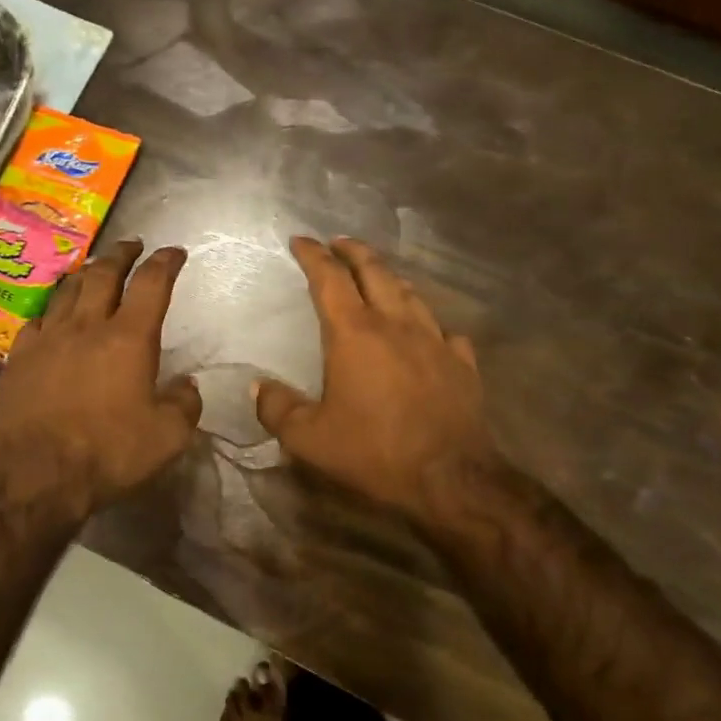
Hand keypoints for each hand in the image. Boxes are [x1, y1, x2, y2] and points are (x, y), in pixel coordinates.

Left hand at [0, 239, 201, 520]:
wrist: (33, 474)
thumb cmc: (107, 453)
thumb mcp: (167, 438)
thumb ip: (184, 405)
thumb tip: (187, 386)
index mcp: (129, 338)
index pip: (151, 284)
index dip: (165, 262)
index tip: (174, 252)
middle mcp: (87, 326)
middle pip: (104, 273)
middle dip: (122, 254)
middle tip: (132, 245)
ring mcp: (48, 338)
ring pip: (67, 289)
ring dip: (85, 273)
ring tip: (94, 269)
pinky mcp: (19, 357)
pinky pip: (37, 319)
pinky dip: (52, 309)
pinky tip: (53, 315)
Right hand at [255, 237, 497, 517]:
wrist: (452, 480)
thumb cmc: (374, 452)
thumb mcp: (309, 439)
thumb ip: (277, 409)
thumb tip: (258, 387)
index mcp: (355, 334)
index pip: (330, 279)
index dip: (313, 255)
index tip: (301, 241)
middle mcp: (396, 325)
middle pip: (375, 272)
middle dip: (354, 251)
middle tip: (339, 243)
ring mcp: (435, 341)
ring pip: (411, 294)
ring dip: (390, 278)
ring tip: (379, 275)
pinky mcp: (462, 364)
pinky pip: (445, 330)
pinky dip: (429, 323)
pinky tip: (428, 332)